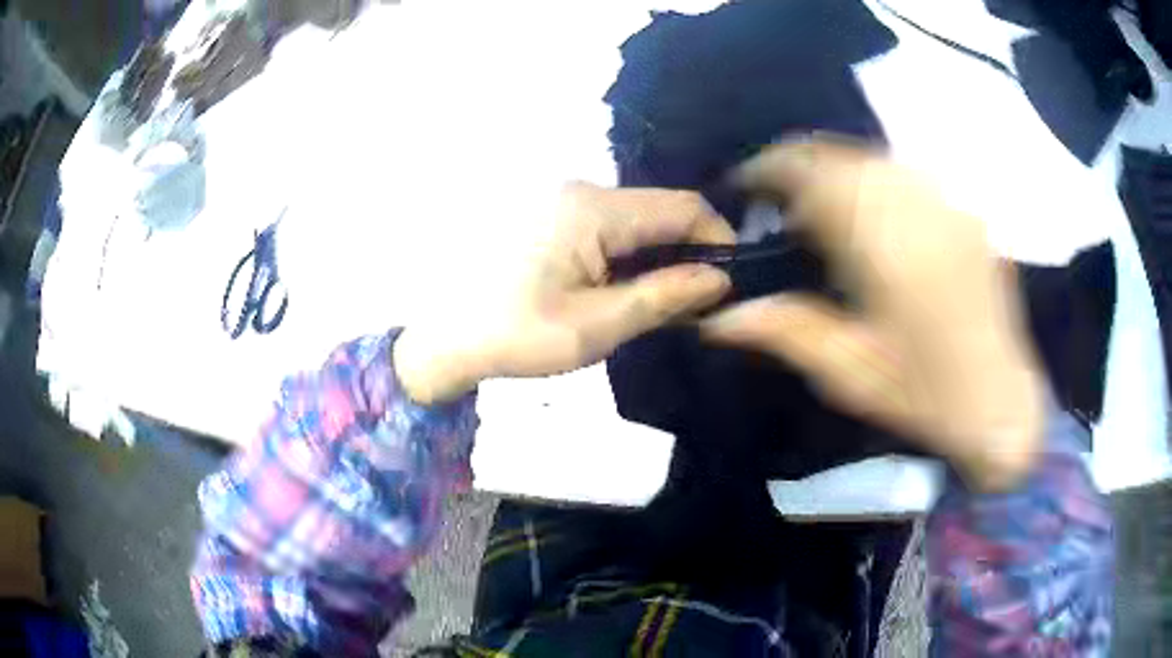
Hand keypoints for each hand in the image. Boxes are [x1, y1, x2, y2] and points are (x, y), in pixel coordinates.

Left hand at [395, 182, 733, 404]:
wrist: (447, 337)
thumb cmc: (517, 335)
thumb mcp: (597, 326)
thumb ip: (663, 297)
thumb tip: (719, 278)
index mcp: (593, 210)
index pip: (682, 207)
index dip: (718, 239)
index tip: (728, 282)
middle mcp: (582, 191)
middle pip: (660, 210)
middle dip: (689, 251)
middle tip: (699, 301)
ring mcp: (564, 200)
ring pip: (638, 219)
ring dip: (659, 256)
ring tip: (666, 301)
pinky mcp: (553, 216)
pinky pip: (610, 226)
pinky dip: (631, 254)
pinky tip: (628, 288)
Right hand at [703, 139, 1045, 491]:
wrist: (1001, 404)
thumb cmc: (925, 396)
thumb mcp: (849, 373)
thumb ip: (784, 331)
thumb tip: (716, 317)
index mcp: (884, 243)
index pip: (813, 173)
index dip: (770, 168)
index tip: (744, 184)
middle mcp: (918, 207)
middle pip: (843, 154)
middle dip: (801, 166)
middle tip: (778, 201)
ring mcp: (947, 204)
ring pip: (876, 158)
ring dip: (838, 170)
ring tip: (821, 207)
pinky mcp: (965, 213)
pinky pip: (908, 175)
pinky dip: (875, 180)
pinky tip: (873, 215)